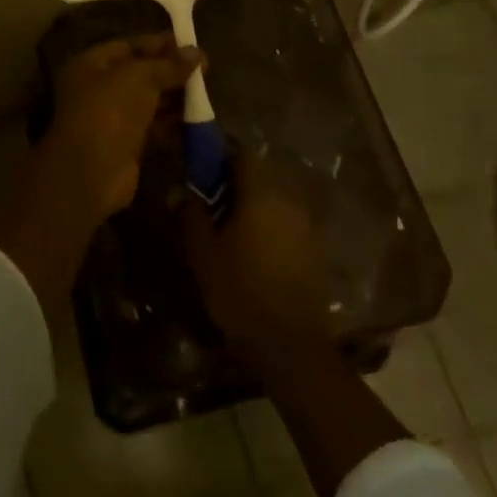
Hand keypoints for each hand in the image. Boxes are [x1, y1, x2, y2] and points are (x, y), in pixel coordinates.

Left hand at [0, 35, 201, 313]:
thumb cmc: (110, 110)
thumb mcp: (139, 77)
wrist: (92, 171)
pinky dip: (173, 122)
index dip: (159, 43)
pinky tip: (197, 118)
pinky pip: (154, 127)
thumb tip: (197, 53)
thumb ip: (168, 64)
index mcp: (91, 65)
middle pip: (140, 74)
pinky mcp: (127, 144)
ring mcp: (112, 118)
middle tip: (206, 70)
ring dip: (175, 97)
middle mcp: (99, 89)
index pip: (129, 46)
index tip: (191, 44)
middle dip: (171, 71)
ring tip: (206, 92)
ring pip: (149, 101)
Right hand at [181, 155, 333, 354]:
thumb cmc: (240, 290)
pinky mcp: (314, 249)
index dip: (220, 155)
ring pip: (273, 202)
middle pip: (258, 177)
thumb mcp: (203, 253)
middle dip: (233, 185)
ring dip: (252, 208)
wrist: (291, 343)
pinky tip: (253, 254)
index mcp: (259, 194)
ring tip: (229, 233)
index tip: (201, 168)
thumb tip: (182, 191)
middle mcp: (287, 200)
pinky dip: (268, 228)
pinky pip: (285, 224)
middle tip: (209, 205)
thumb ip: (192, 215)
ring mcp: (305, 225)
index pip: (241, 154)